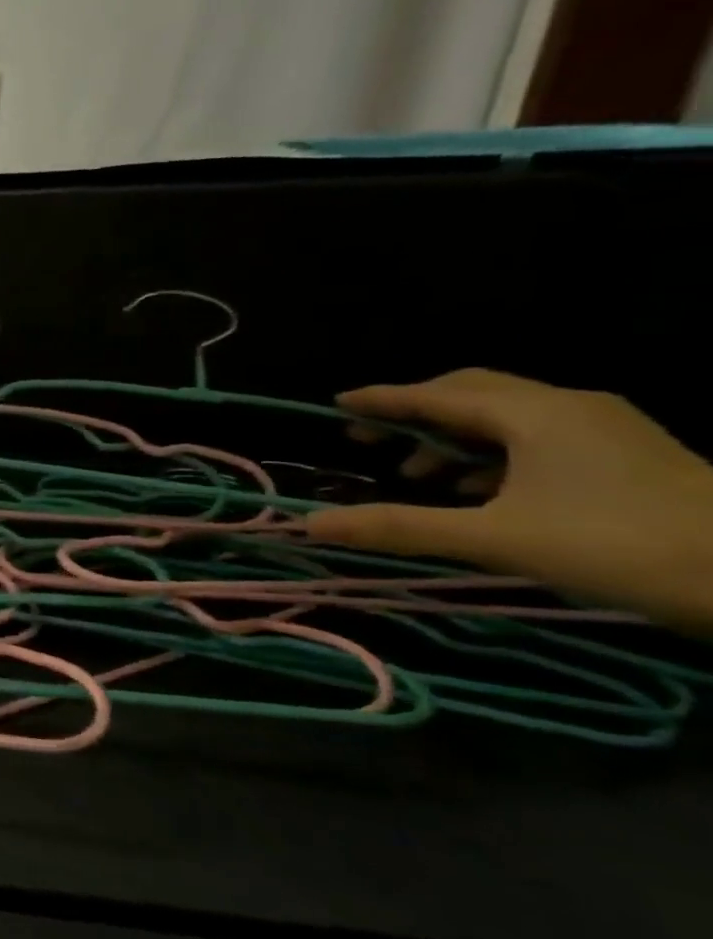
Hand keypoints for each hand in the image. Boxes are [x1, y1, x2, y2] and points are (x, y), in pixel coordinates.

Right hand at [304, 369, 712, 630]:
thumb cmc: (618, 545)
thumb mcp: (495, 538)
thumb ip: (400, 526)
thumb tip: (313, 524)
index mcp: (535, 414)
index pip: (439, 394)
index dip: (384, 398)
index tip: (337, 402)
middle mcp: (569, 408)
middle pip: (473, 393)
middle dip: (414, 412)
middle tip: (367, 436)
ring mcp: (604, 430)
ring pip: (506, 417)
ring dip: (452, 438)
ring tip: (415, 473)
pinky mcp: (625, 455)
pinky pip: (536, 438)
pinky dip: (491, 454)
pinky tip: (477, 489)